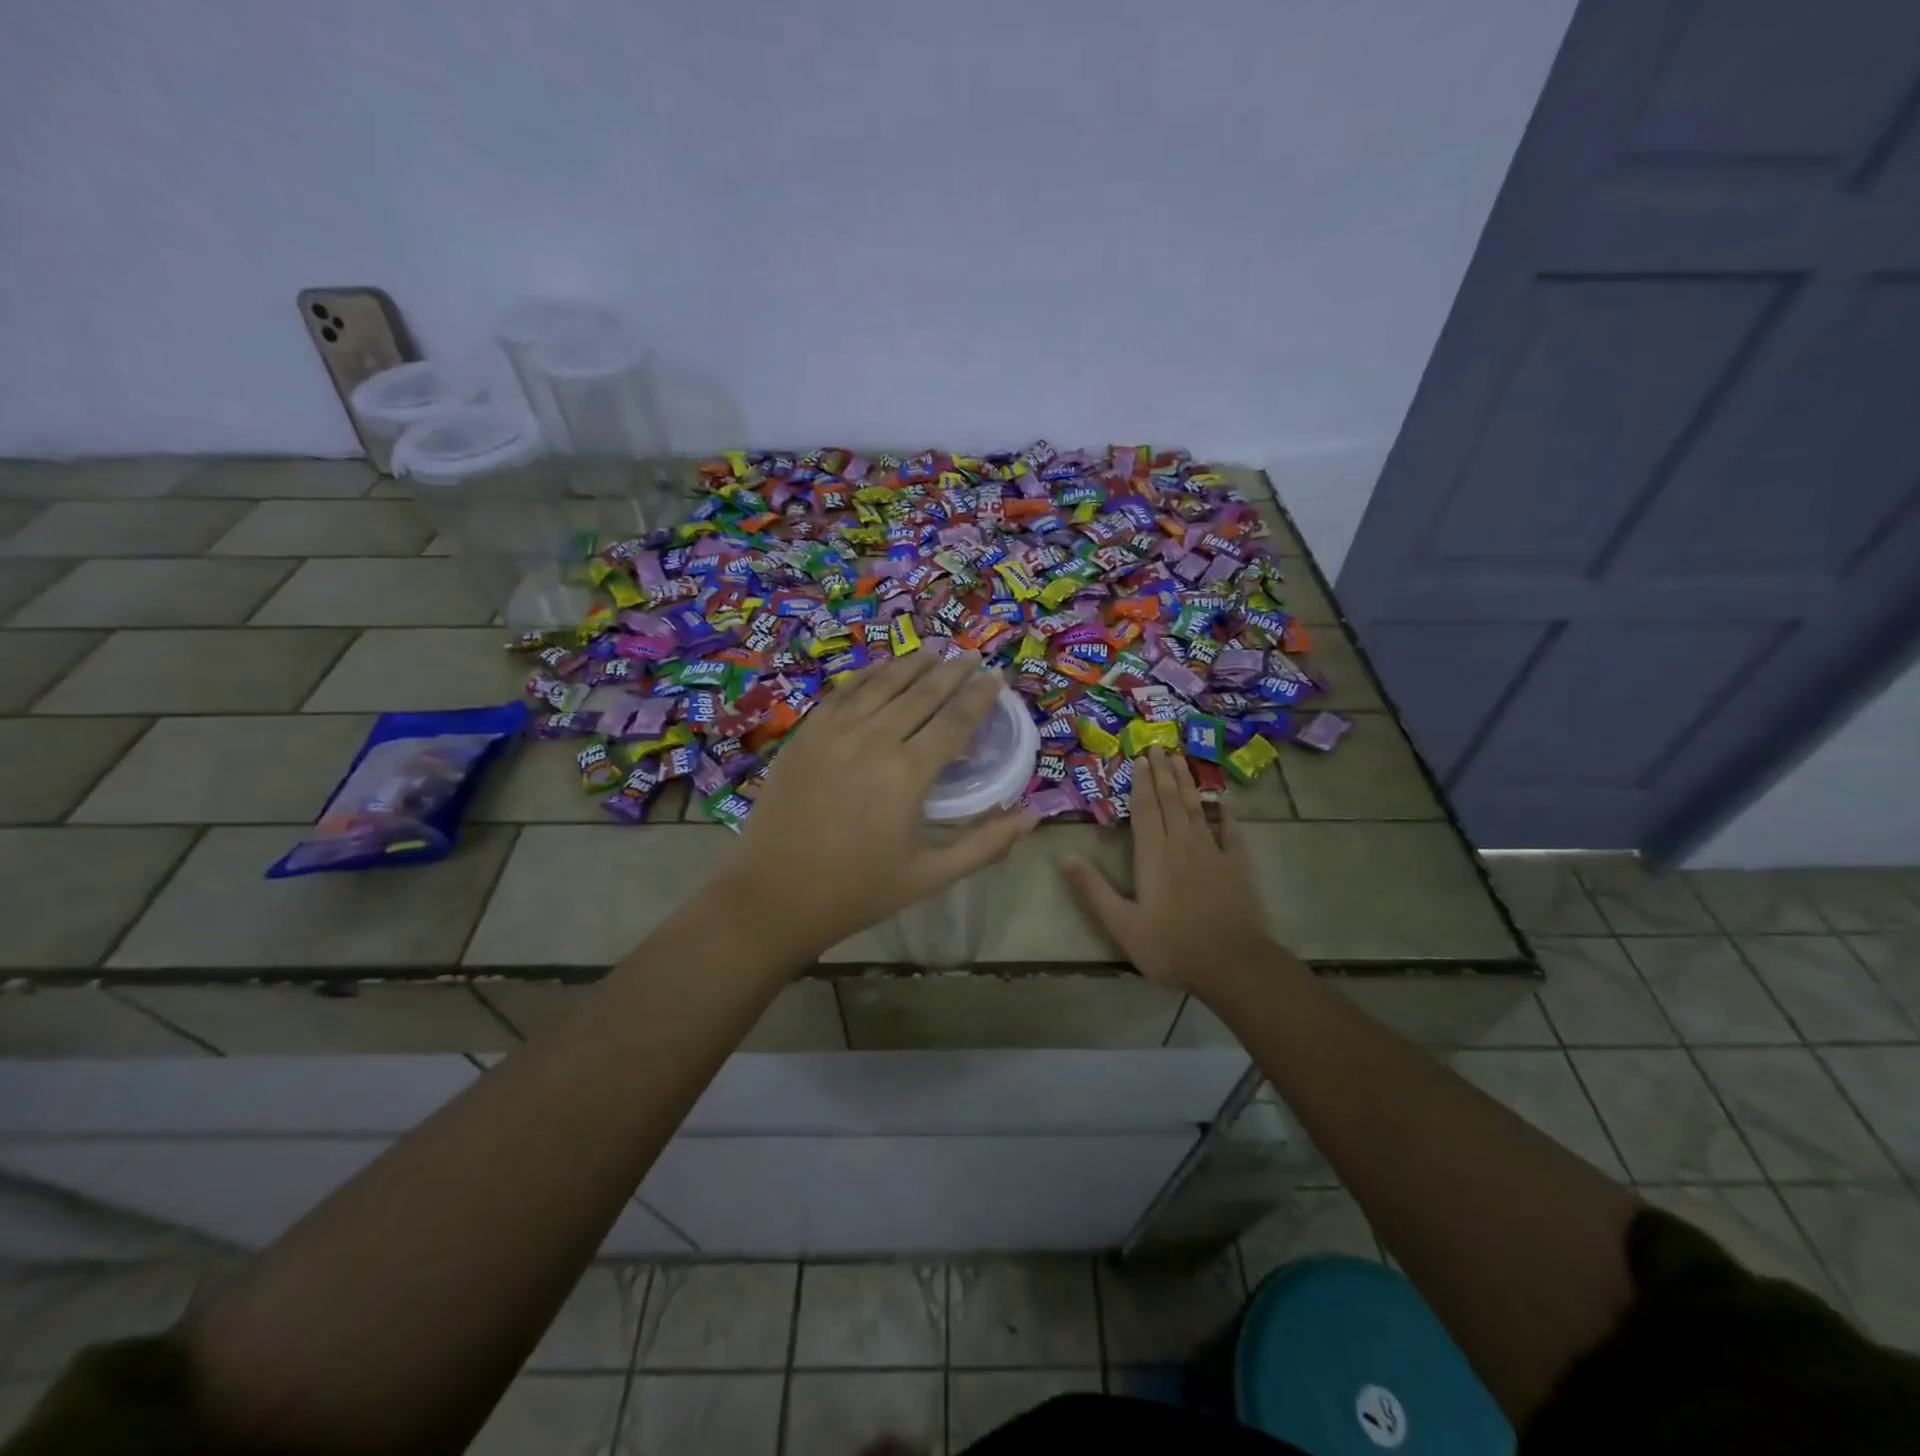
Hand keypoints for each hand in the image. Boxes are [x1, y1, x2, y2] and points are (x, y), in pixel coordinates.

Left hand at [721, 649, 1037, 961]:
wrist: (774, 895)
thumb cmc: (857, 891)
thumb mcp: (929, 876)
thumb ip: (985, 844)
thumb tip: (1032, 817)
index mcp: (908, 775)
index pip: (955, 721)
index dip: (980, 697)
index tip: (996, 679)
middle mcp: (873, 740)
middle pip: (921, 693)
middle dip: (952, 671)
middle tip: (971, 657)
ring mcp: (834, 732)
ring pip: (882, 684)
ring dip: (912, 665)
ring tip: (934, 651)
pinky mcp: (805, 734)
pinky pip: (842, 692)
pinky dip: (867, 675)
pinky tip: (882, 668)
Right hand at [1059, 749, 1273, 989]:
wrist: (1233, 965)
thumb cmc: (1172, 946)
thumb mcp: (1122, 924)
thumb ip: (1092, 889)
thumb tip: (1063, 855)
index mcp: (1153, 854)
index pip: (1144, 809)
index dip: (1140, 782)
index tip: (1139, 758)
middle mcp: (1182, 844)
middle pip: (1170, 800)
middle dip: (1162, 773)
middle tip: (1158, 746)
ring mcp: (1213, 852)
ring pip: (1197, 808)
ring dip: (1187, 783)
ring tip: (1180, 760)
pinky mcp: (1236, 866)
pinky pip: (1231, 831)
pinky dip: (1227, 814)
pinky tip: (1224, 802)